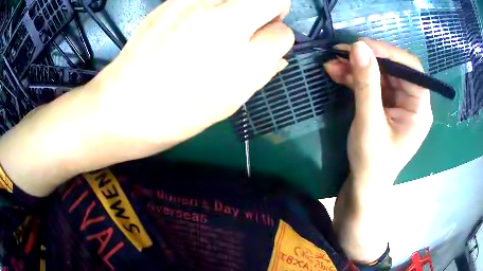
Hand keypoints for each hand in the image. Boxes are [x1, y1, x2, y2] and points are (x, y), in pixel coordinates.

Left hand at [0, 0, 293, 196]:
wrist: (124, 107)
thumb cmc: (177, 115)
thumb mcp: (228, 104)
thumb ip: (261, 73)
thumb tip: (278, 56)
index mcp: (241, 61)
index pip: (283, 34)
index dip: (277, 38)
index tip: (265, 43)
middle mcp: (223, 24)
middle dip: (271, 8)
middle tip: (253, 23)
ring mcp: (194, 7)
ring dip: (240, 4)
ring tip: (222, 21)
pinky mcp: (171, 2)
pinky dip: (211, 3)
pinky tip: (195, 20)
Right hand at [324, 39, 432, 184]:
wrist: (362, 187)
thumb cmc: (371, 163)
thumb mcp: (369, 123)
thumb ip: (366, 84)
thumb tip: (358, 46)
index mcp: (419, 109)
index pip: (411, 69)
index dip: (389, 53)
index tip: (362, 46)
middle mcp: (411, 102)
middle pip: (393, 68)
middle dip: (367, 59)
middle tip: (340, 52)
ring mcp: (397, 103)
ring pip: (379, 74)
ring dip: (356, 67)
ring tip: (332, 62)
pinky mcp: (384, 105)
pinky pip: (371, 84)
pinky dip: (354, 77)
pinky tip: (337, 72)